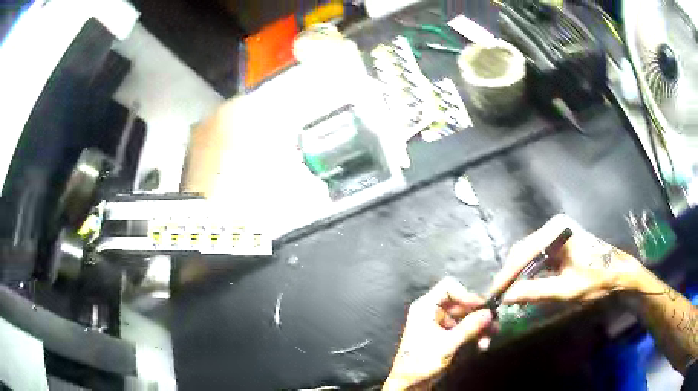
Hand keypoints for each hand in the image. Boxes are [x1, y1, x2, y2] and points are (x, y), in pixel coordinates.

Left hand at [384, 277, 492, 389]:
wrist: (408, 384)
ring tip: (491, 336)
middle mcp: (432, 312)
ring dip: (479, 326)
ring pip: (465, 317)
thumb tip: (489, 312)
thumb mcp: (447, 345)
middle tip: (494, 323)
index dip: (466, 294)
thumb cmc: (421, 362)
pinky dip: (473, 335)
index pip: (448, 287)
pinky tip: (482, 346)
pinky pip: (463, 329)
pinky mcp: (444, 336)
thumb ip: (469, 327)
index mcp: (426, 308)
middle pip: (460, 303)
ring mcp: (438, 325)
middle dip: (478, 314)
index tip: (481, 306)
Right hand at [490, 214, 642, 304]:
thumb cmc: (596, 280)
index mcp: (557, 231)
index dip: (507, 275)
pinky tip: (523, 286)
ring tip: (507, 293)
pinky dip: (529, 273)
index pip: (524, 252)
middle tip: (497, 296)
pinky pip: (538, 258)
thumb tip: (506, 297)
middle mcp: (554, 226)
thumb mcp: (567, 289)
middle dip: (510, 274)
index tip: (493, 294)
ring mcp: (557, 233)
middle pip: (524, 251)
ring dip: (518, 275)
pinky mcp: (559, 243)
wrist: (619, 274)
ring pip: (529, 255)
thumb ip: (535, 291)